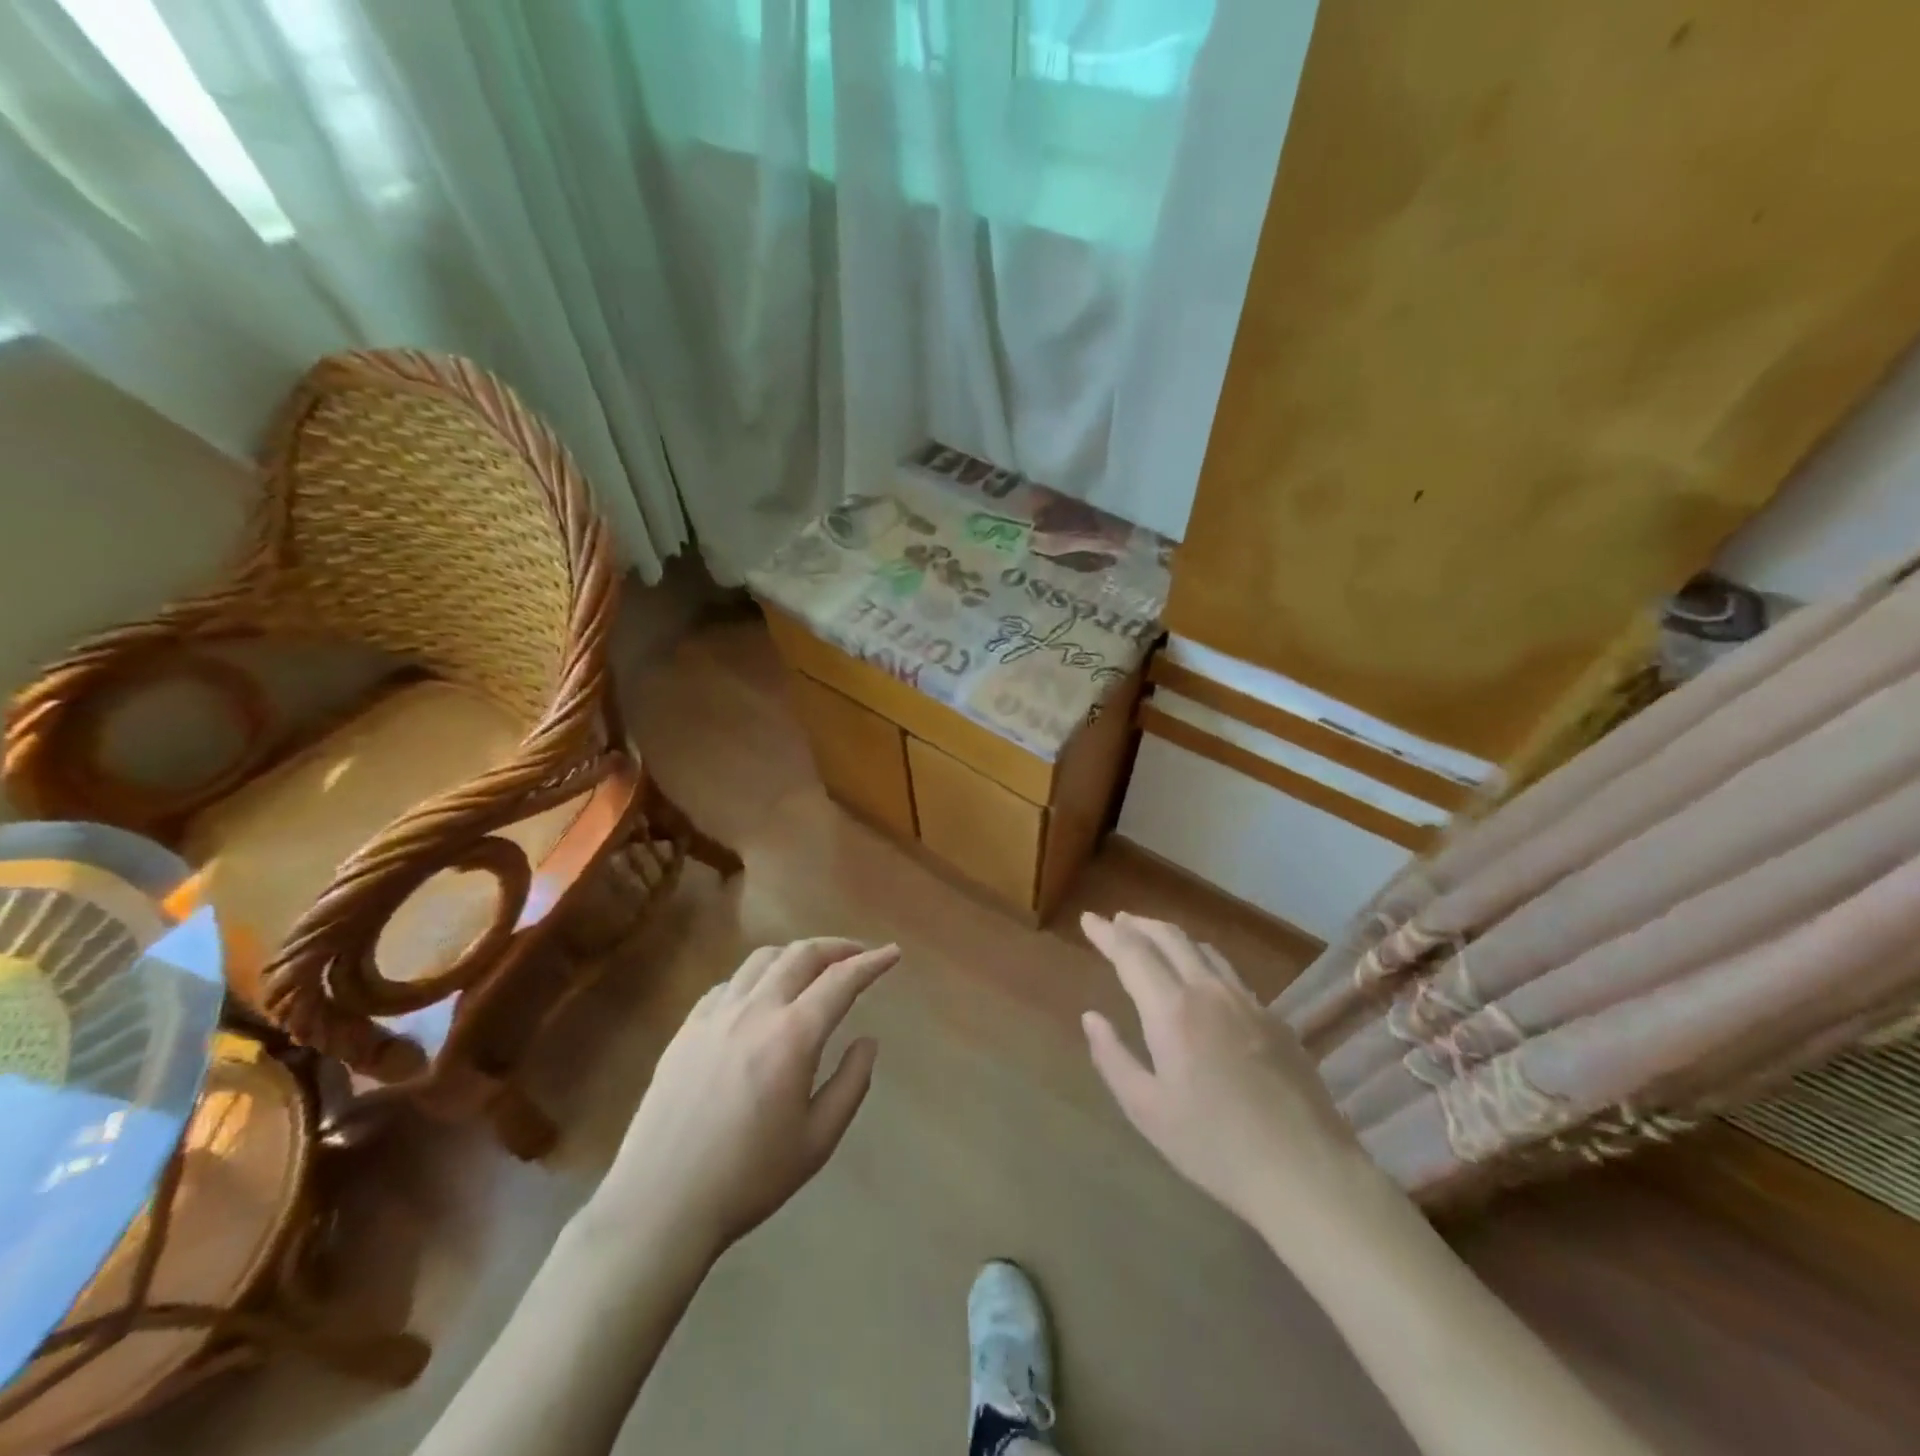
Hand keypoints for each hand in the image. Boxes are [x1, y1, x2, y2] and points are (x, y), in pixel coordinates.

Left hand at [593, 938, 900, 1259]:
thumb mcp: (817, 1141)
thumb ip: (851, 1084)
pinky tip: (761, 998)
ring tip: (812, 970)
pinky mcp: (687, 1028)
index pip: (841, 980)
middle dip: (837, 947)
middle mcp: (755, 1011)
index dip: (872, 962)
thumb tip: (868, 1041)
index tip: (892, 953)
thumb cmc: (748, 1178)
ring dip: (796, 955)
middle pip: (801, 955)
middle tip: (858, 955)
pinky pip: (730, 983)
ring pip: (763, 959)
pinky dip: (758, 977)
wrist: (659, 1204)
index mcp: (792, 1036)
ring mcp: (715, 1015)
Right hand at [1080, 912, 1370, 1235]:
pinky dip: (1202, 960)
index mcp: (1172, 1010)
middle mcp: (1209, 992)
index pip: (1132, 953)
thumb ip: (1113, 1057)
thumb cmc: (1214, 1146)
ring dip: (1171, 937)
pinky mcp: (1274, 1020)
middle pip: (1170, 938)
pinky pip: (1229, 973)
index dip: (1107, 933)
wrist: (1307, 1171)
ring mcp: (1248, 1002)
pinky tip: (1201, 978)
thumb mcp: (1147, 1110)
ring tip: (1153, 939)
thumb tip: (1091, 1017)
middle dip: (1138, 925)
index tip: (1089, 918)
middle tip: (1117, 920)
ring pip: (1203, 950)